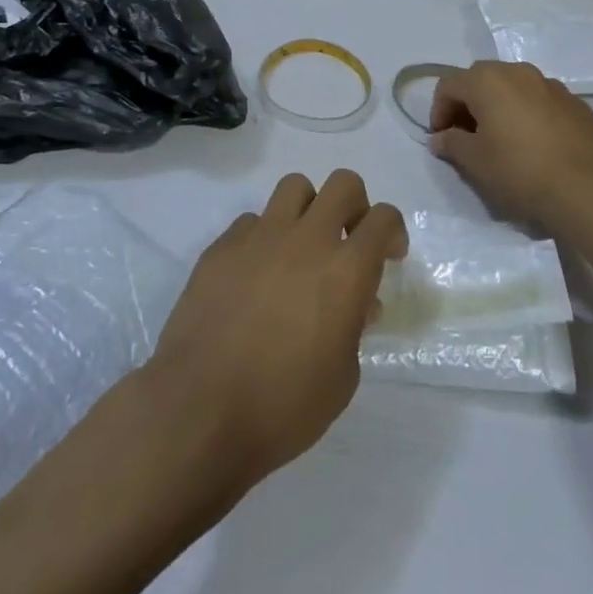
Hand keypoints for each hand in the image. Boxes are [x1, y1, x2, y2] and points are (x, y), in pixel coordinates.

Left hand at [144, 170, 407, 500]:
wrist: (199, 409)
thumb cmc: (283, 406)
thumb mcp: (342, 378)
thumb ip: (353, 328)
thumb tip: (354, 305)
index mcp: (346, 270)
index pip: (383, 219)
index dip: (392, 231)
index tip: (388, 256)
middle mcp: (307, 239)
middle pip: (343, 184)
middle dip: (355, 204)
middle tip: (348, 239)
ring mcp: (260, 236)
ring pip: (295, 187)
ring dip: (308, 209)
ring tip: (300, 247)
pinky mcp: (223, 245)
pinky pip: (252, 222)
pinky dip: (262, 239)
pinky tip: (254, 275)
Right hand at [428, 61, 592, 225]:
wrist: (587, 190)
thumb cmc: (520, 172)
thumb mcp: (475, 163)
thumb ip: (451, 144)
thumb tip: (440, 138)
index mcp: (488, 80)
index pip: (449, 84)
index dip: (438, 111)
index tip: (441, 139)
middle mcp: (518, 72)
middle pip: (481, 78)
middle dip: (468, 103)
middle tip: (467, 135)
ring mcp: (550, 84)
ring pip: (513, 86)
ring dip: (499, 105)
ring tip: (502, 139)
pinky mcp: (575, 102)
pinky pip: (540, 99)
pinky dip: (528, 112)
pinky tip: (534, 143)